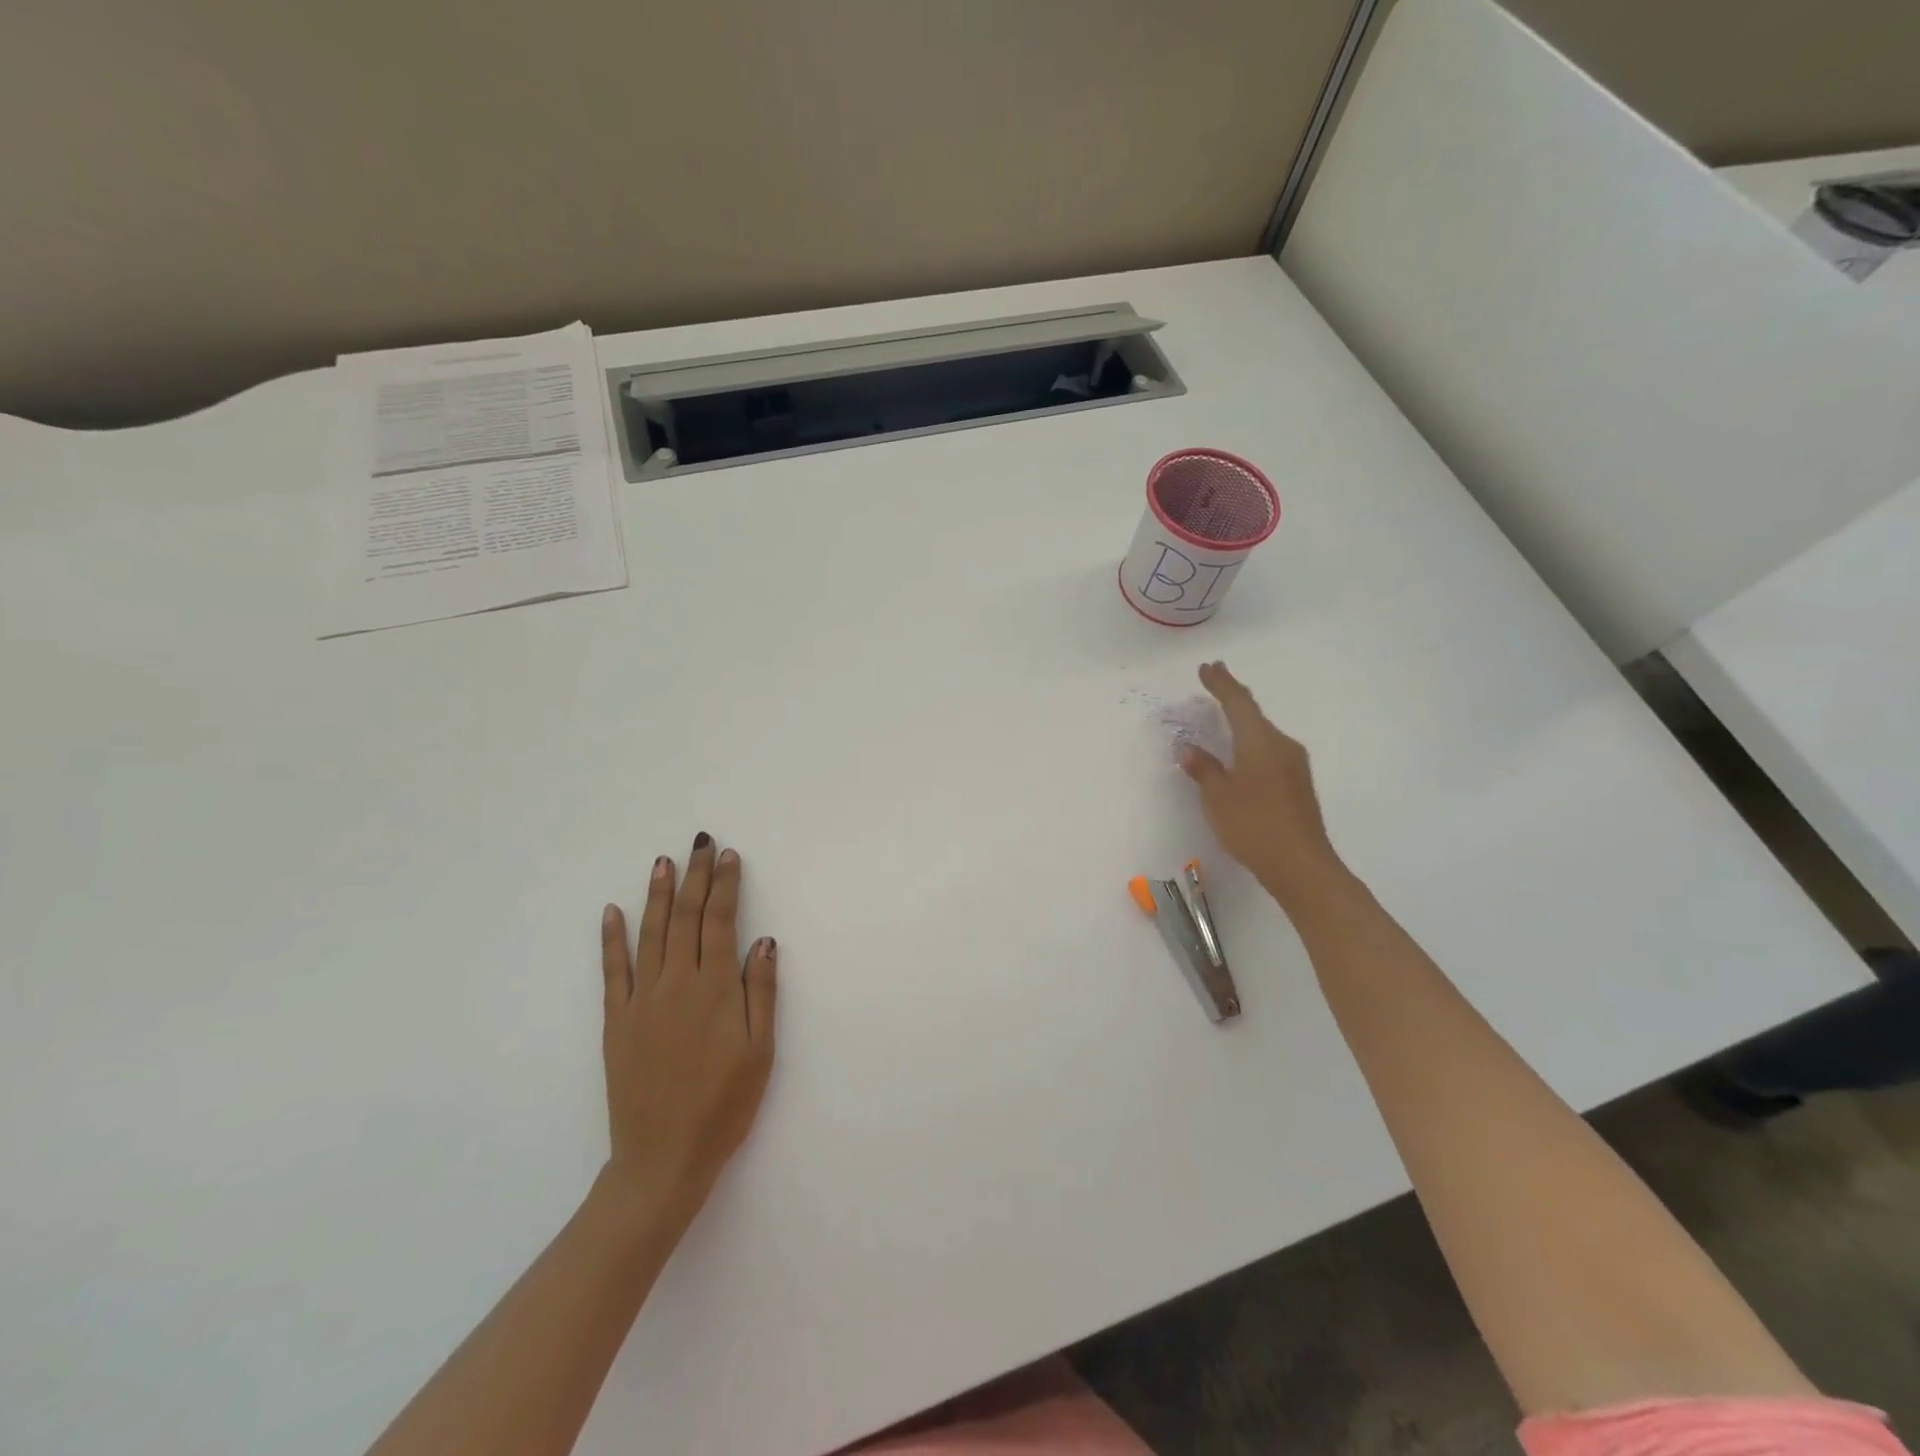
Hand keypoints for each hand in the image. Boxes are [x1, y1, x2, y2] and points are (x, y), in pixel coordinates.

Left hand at [598, 834, 776, 1221]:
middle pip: (685, 917)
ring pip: (650, 934)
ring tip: (663, 862)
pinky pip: (613, 971)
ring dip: (657, 894)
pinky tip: (612, 912)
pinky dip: (612, 939)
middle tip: (700, 843)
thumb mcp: (761, 1051)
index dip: (725, 886)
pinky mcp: (617, 1021)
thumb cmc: (724, 1105)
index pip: (720, 922)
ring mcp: (642, 1000)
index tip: (728, 856)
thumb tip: (764, 940)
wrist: (663, 1158)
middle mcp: (676, 984)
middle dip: (695, 877)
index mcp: (714, 989)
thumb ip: (761, 991)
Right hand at [1179, 661, 1344, 909]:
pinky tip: (1241, 754)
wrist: (1300, 864)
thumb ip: (1204, 769)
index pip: (1238, 702)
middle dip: (1233, 698)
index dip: (1221, 684)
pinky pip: (1269, 751)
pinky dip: (1251, 744)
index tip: (1208, 667)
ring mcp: (1294, 765)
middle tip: (1214, 681)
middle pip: (1254, 714)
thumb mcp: (1217, 796)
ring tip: (1224, 716)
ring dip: (1243, 722)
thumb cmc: (1252, 824)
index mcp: (1260, 740)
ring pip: (1263, 734)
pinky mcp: (1297, 784)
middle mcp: (1281, 745)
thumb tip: (1191, 749)